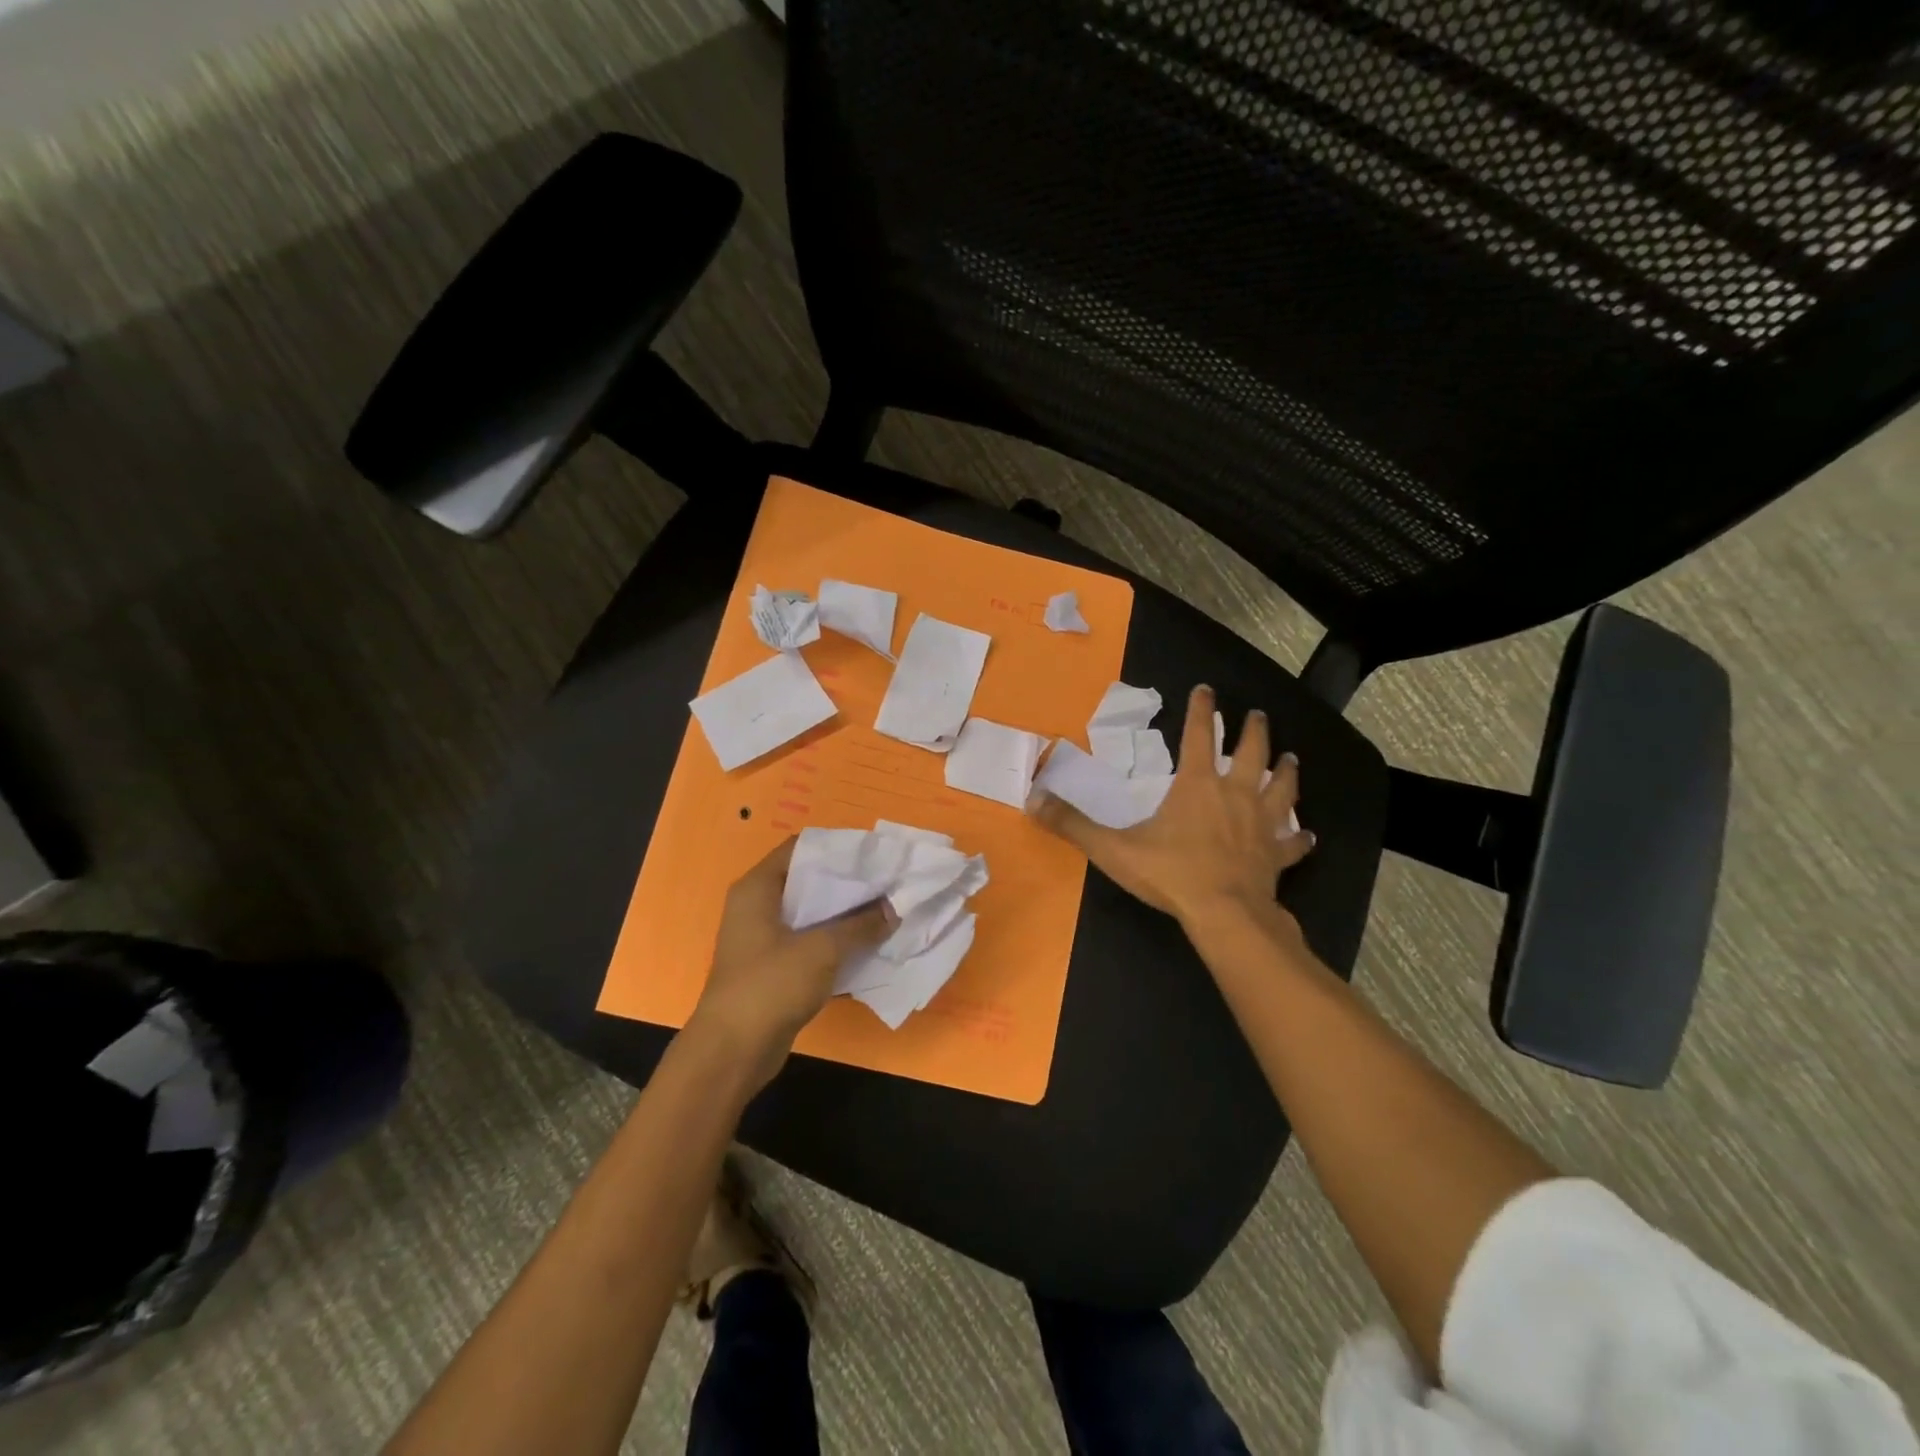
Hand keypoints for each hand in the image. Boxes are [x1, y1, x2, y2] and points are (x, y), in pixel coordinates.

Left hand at [690, 838, 890, 1085]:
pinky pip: (810, 942)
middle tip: (886, 882)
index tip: (873, 854)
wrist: (733, 1051)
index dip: (837, 848)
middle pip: (808, 881)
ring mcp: (764, 938)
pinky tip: (867, 944)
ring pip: (811, 914)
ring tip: (884, 910)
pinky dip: (835, 941)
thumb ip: (860, 926)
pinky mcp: (774, 967)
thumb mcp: (822, 949)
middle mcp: (757, 906)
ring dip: (844, 915)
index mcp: (758, 888)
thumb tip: (893, 909)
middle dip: (847, 883)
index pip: (800, 848)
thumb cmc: (771, 985)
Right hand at [1027, 684, 1313, 931]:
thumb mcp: (1112, 848)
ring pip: (1280, 789)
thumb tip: (1032, 800)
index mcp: (1197, 785)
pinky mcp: (1276, 855)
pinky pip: (1293, 843)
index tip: (1206, 688)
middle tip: (1257, 713)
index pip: (1199, 736)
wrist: (1225, 914)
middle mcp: (1234, 795)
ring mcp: (1261, 824)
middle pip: (1251, 752)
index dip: (1201, 710)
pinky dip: (1300, 838)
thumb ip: (1073, 824)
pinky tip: (1308, 835)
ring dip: (1285, 771)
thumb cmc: (1171, 874)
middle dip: (1253, 730)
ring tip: (1292, 757)